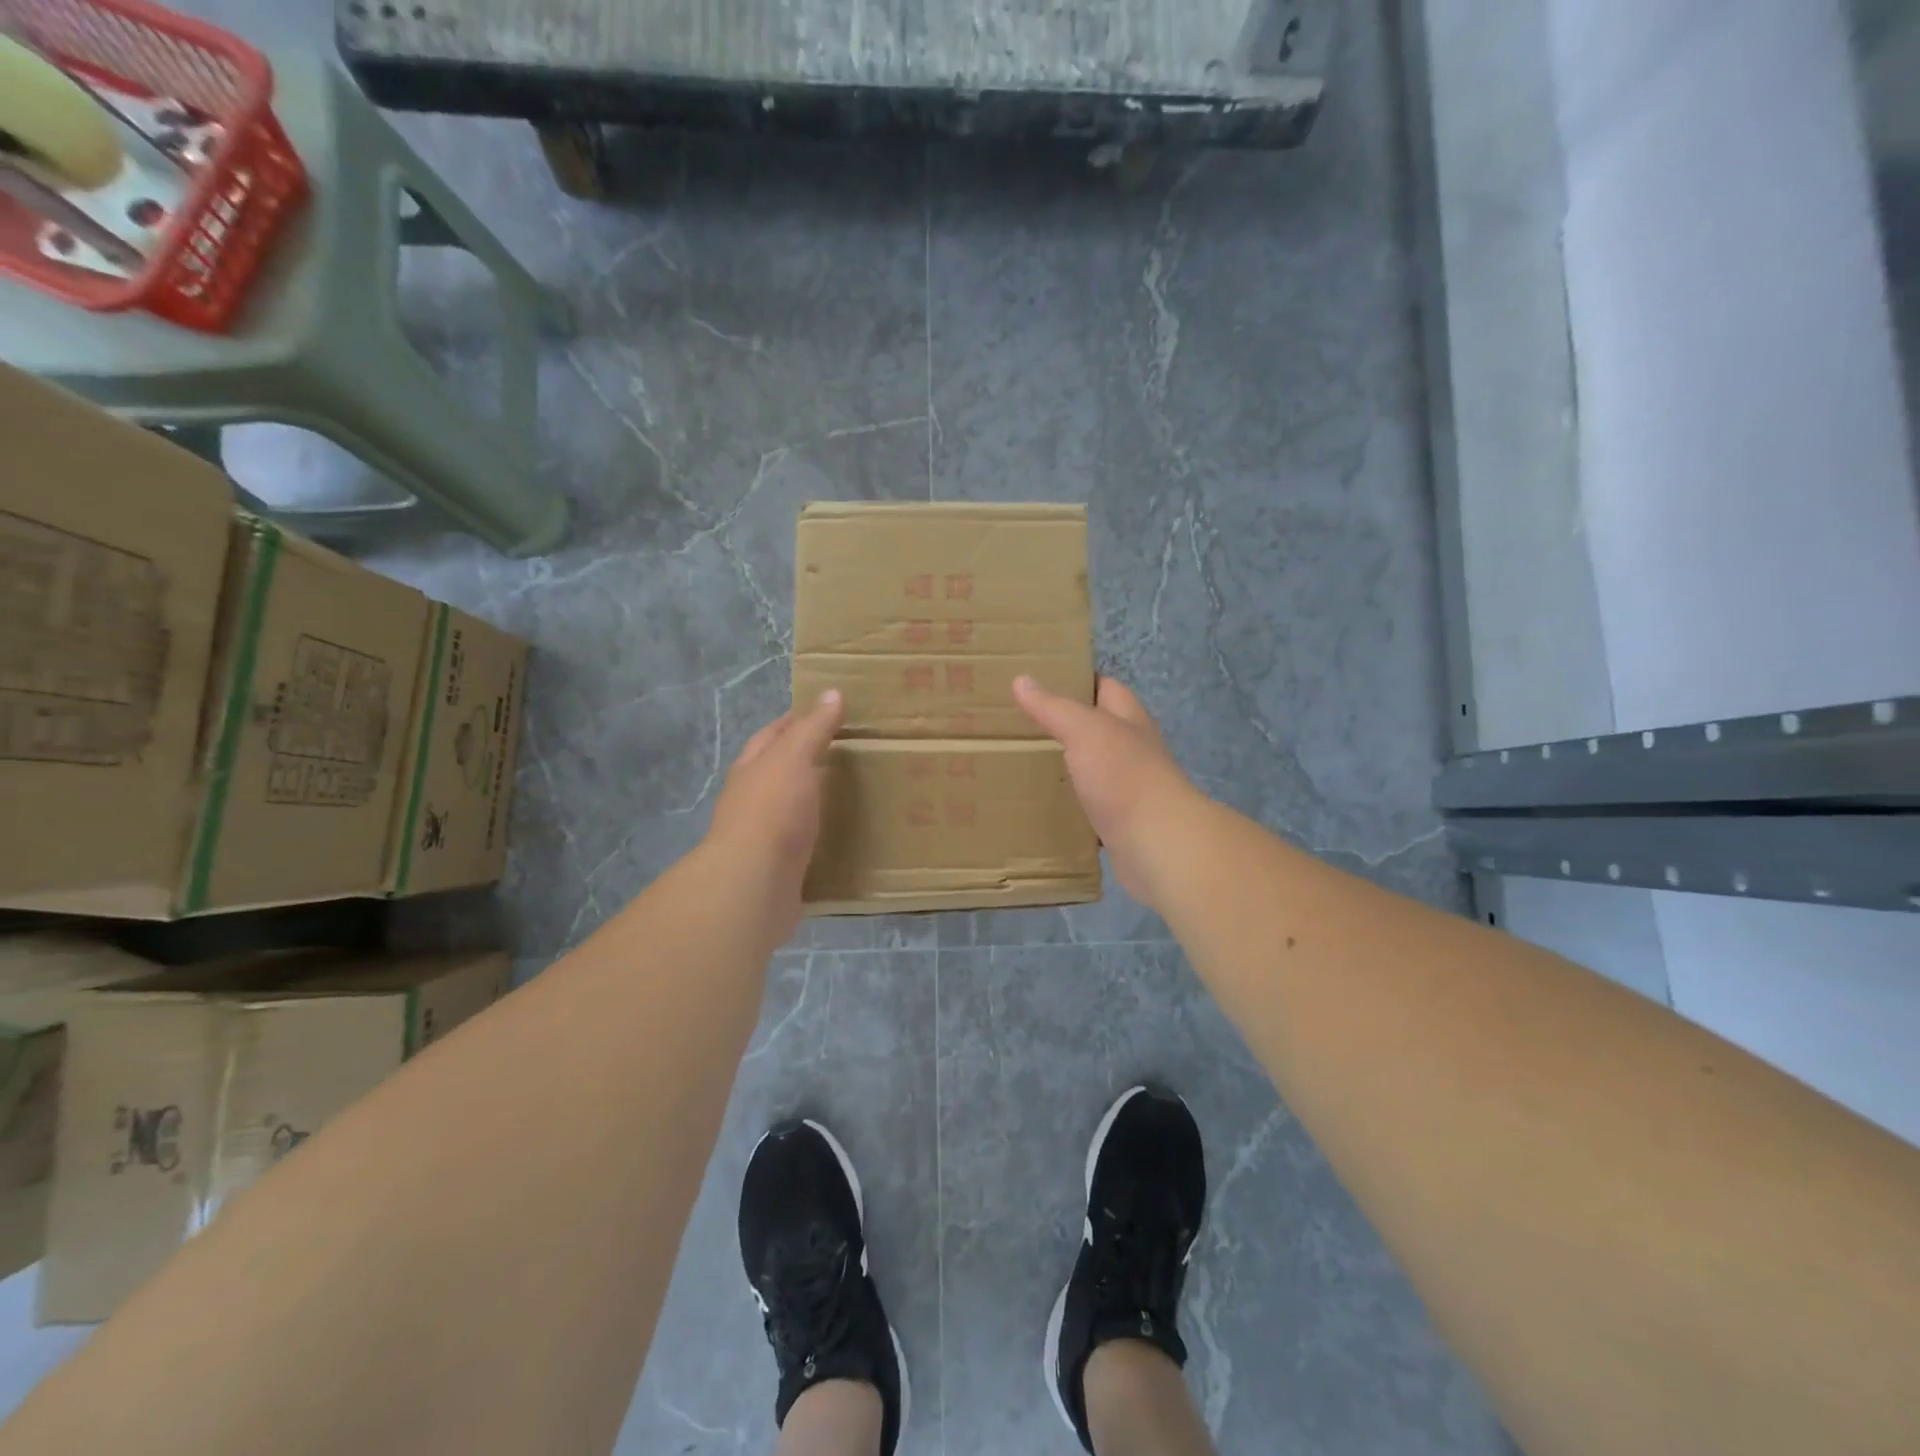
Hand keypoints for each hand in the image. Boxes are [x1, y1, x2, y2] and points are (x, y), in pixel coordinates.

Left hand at [704, 690, 843, 939]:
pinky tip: (845, 836)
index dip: (796, 719)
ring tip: (853, 793)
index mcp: (752, 769)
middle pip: (779, 771)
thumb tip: (832, 693)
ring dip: (815, 800)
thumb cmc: (772, 811)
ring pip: (792, 809)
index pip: (772, 735)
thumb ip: (813, 728)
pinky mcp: (781, 868)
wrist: (753, 883)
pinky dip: (822, 835)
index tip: (828, 712)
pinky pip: (805, 843)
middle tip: (849, 753)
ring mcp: (764, 836)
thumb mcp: (793, 758)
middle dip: (807, 760)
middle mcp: (752, 799)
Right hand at [1013, 675, 1197, 907]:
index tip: (1041, 682)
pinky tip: (1044, 808)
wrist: (1158, 845)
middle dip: (1067, 727)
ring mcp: (1129, 789)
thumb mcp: (1085, 731)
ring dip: (1068, 768)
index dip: (1079, 681)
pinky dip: (1070, 807)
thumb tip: (1021, 680)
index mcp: (1129, 720)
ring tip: (1025, 765)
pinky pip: (1090, 809)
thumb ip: (1054, 707)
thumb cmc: (1125, 776)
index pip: (1107, 688)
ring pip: (1094, 771)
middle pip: (1100, 730)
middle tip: (1023, 726)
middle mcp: (1133, 751)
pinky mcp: (1121, 824)